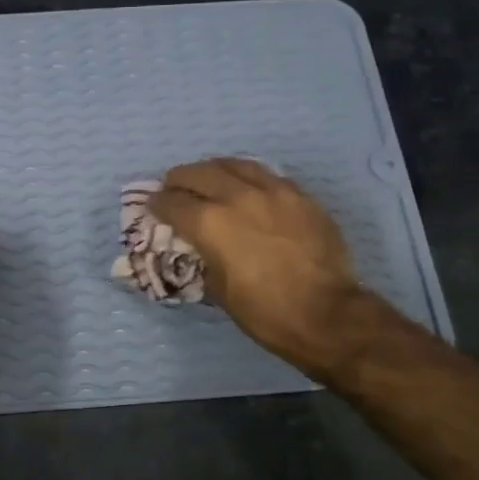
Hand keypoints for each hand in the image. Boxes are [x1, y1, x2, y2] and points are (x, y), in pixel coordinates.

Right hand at [149, 158, 374, 378]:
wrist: (326, 314)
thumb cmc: (265, 312)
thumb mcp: (219, 290)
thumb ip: (204, 259)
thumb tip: (202, 249)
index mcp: (210, 223)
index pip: (172, 203)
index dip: (157, 204)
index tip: (153, 207)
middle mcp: (237, 197)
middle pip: (199, 174)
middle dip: (179, 179)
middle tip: (173, 187)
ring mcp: (273, 191)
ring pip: (234, 165)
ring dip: (213, 169)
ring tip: (207, 177)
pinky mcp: (300, 195)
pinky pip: (266, 175)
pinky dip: (247, 176)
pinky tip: (246, 185)